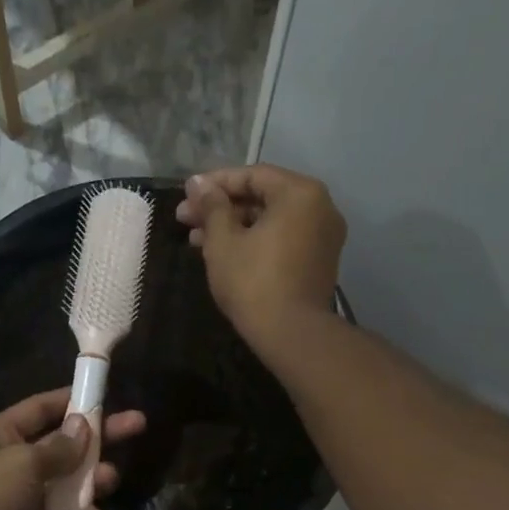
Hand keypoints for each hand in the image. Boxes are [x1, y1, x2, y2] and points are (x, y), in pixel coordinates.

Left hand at [0, 388, 146, 509]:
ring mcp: (32, 505)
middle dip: (101, 439)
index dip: (73, 400)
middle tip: (138, 425)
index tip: (106, 394)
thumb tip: (83, 426)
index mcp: (5, 438)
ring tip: (107, 481)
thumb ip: (59, 447)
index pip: (43, 410)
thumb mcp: (21, 461)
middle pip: (69, 448)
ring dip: (95, 484)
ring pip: (77, 489)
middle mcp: (20, 467)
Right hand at [175, 165, 345, 349]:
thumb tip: (197, 183)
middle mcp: (320, 207)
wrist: (291, 334)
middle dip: (221, 208)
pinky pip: (283, 239)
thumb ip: (211, 206)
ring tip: (196, 239)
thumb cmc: (253, 282)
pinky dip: (255, 241)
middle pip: (262, 197)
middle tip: (185, 218)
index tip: (186, 194)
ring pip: (271, 221)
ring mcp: (323, 236)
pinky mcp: (319, 262)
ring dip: (233, 226)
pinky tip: (223, 253)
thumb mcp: (223, 241)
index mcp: (300, 193)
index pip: (252, 175)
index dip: (214, 183)